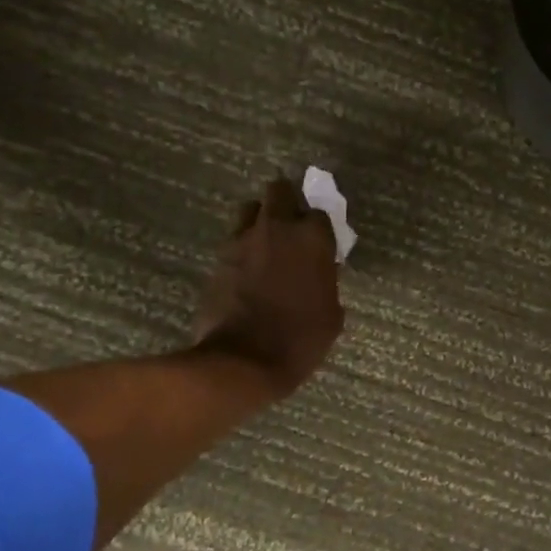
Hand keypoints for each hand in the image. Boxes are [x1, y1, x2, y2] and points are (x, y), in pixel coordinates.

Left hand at [192, 179, 344, 397]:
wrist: (243, 361)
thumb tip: (320, 273)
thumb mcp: (331, 313)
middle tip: (292, 226)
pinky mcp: (218, 259)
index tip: (321, 243)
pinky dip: (243, 249)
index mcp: (312, 238)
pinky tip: (249, 272)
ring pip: (250, 210)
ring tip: (266, 245)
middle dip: (286, 201)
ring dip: (260, 220)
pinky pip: (234, 241)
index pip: (319, 212)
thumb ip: (327, 282)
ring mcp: (242, 241)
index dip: (319, 227)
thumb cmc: (300, 339)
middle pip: (279, 190)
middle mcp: (277, 228)